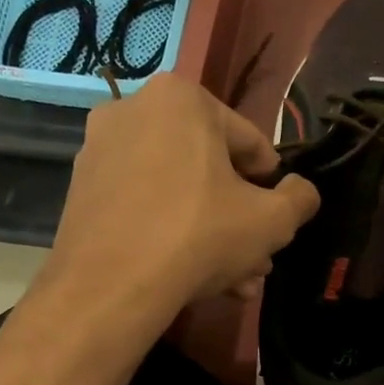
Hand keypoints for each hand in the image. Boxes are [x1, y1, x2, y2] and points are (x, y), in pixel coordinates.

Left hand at [39, 74, 318, 344]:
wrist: (111, 285)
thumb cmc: (200, 235)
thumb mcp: (273, 220)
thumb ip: (299, 199)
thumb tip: (301, 191)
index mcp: (182, 98)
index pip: (249, 142)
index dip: (270, 186)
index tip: (276, 219)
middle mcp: (133, 111)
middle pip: (209, 171)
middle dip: (238, 219)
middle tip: (257, 259)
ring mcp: (100, 151)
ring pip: (178, 194)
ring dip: (211, 235)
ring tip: (234, 280)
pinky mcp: (82, 191)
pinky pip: (144, 207)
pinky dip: (171, 235)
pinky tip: (193, 277)